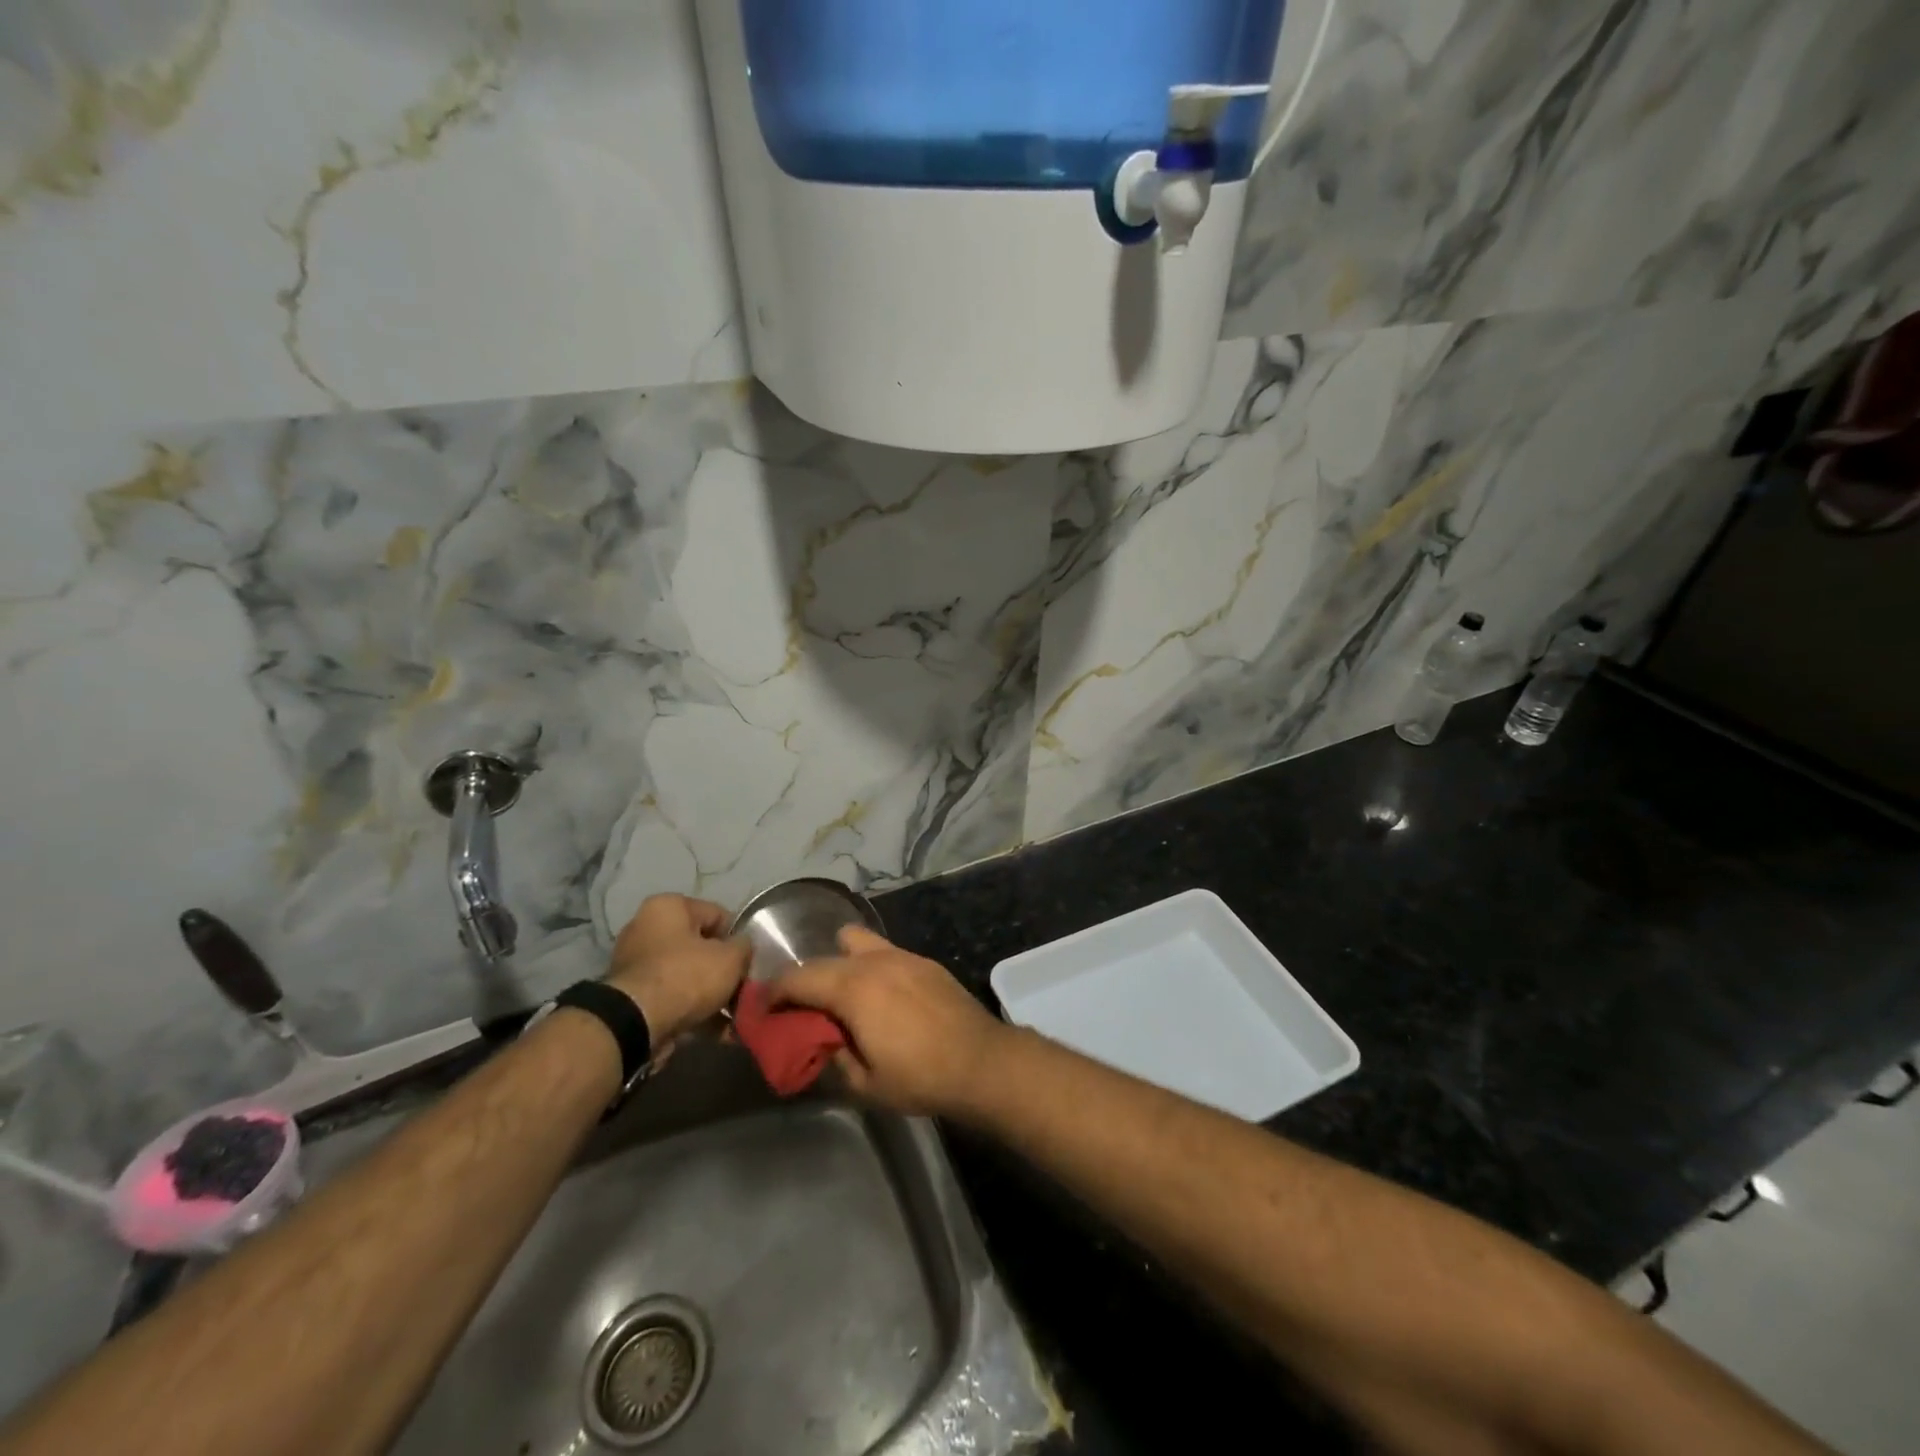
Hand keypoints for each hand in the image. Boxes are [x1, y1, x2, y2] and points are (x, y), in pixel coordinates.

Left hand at [606, 894, 747, 1043]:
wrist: (636, 1025)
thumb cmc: (686, 976)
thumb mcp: (730, 958)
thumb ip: (745, 947)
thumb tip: (744, 948)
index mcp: (668, 906)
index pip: (717, 914)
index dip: (738, 937)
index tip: (750, 960)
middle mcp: (646, 928)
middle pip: (700, 946)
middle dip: (723, 969)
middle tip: (743, 988)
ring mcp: (636, 964)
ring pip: (687, 974)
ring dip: (711, 993)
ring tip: (734, 1014)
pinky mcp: (632, 996)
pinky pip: (673, 997)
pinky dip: (694, 1010)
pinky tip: (718, 1030)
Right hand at [768, 926, 1011, 1118]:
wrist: (981, 1061)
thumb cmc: (920, 1076)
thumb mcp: (864, 1083)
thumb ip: (833, 1058)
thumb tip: (819, 1043)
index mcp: (852, 988)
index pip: (799, 978)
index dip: (775, 992)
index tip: (763, 1007)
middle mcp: (873, 961)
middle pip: (823, 959)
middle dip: (805, 979)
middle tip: (799, 1006)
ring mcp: (902, 955)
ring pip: (855, 942)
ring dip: (838, 962)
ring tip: (840, 992)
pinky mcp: (923, 961)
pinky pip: (883, 951)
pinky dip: (868, 964)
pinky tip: (878, 993)